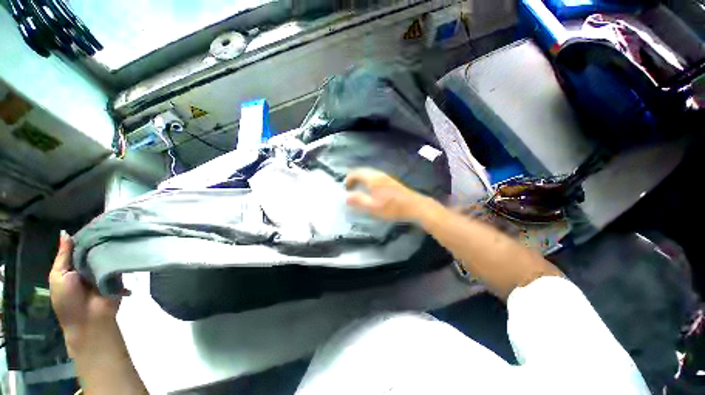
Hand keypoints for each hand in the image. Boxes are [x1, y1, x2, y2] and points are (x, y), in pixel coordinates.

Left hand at [49, 231, 120, 355]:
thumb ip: (63, 256)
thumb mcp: (59, 276)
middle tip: (112, 222)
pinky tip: (127, 244)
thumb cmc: (67, 300)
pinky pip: (119, 262)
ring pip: (108, 253)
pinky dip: (121, 255)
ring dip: (112, 246)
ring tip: (121, 231)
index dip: (86, 234)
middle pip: (95, 248)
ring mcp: (105, 270)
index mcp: (73, 265)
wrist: (89, 320)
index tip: (97, 221)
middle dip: (101, 238)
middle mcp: (89, 265)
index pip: (80, 245)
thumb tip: (66, 233)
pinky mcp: (119, 275)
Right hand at [345, 168, 428, 221]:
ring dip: (362, 179)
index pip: (356, 172)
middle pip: (363, 171)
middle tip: (350, 189)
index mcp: (373, 178)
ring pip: (370, 173)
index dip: (348, 179)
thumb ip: (358, 200)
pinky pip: (376, 177)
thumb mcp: (373, 207)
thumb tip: (346, 197)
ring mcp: (386, 177)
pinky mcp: (391, 181)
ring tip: (359, 190)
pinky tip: (371, 191)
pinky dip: (369, 181)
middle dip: (354, 178)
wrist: (415, 206)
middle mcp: (379, 174)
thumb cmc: (392, 207)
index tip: (346, 189)